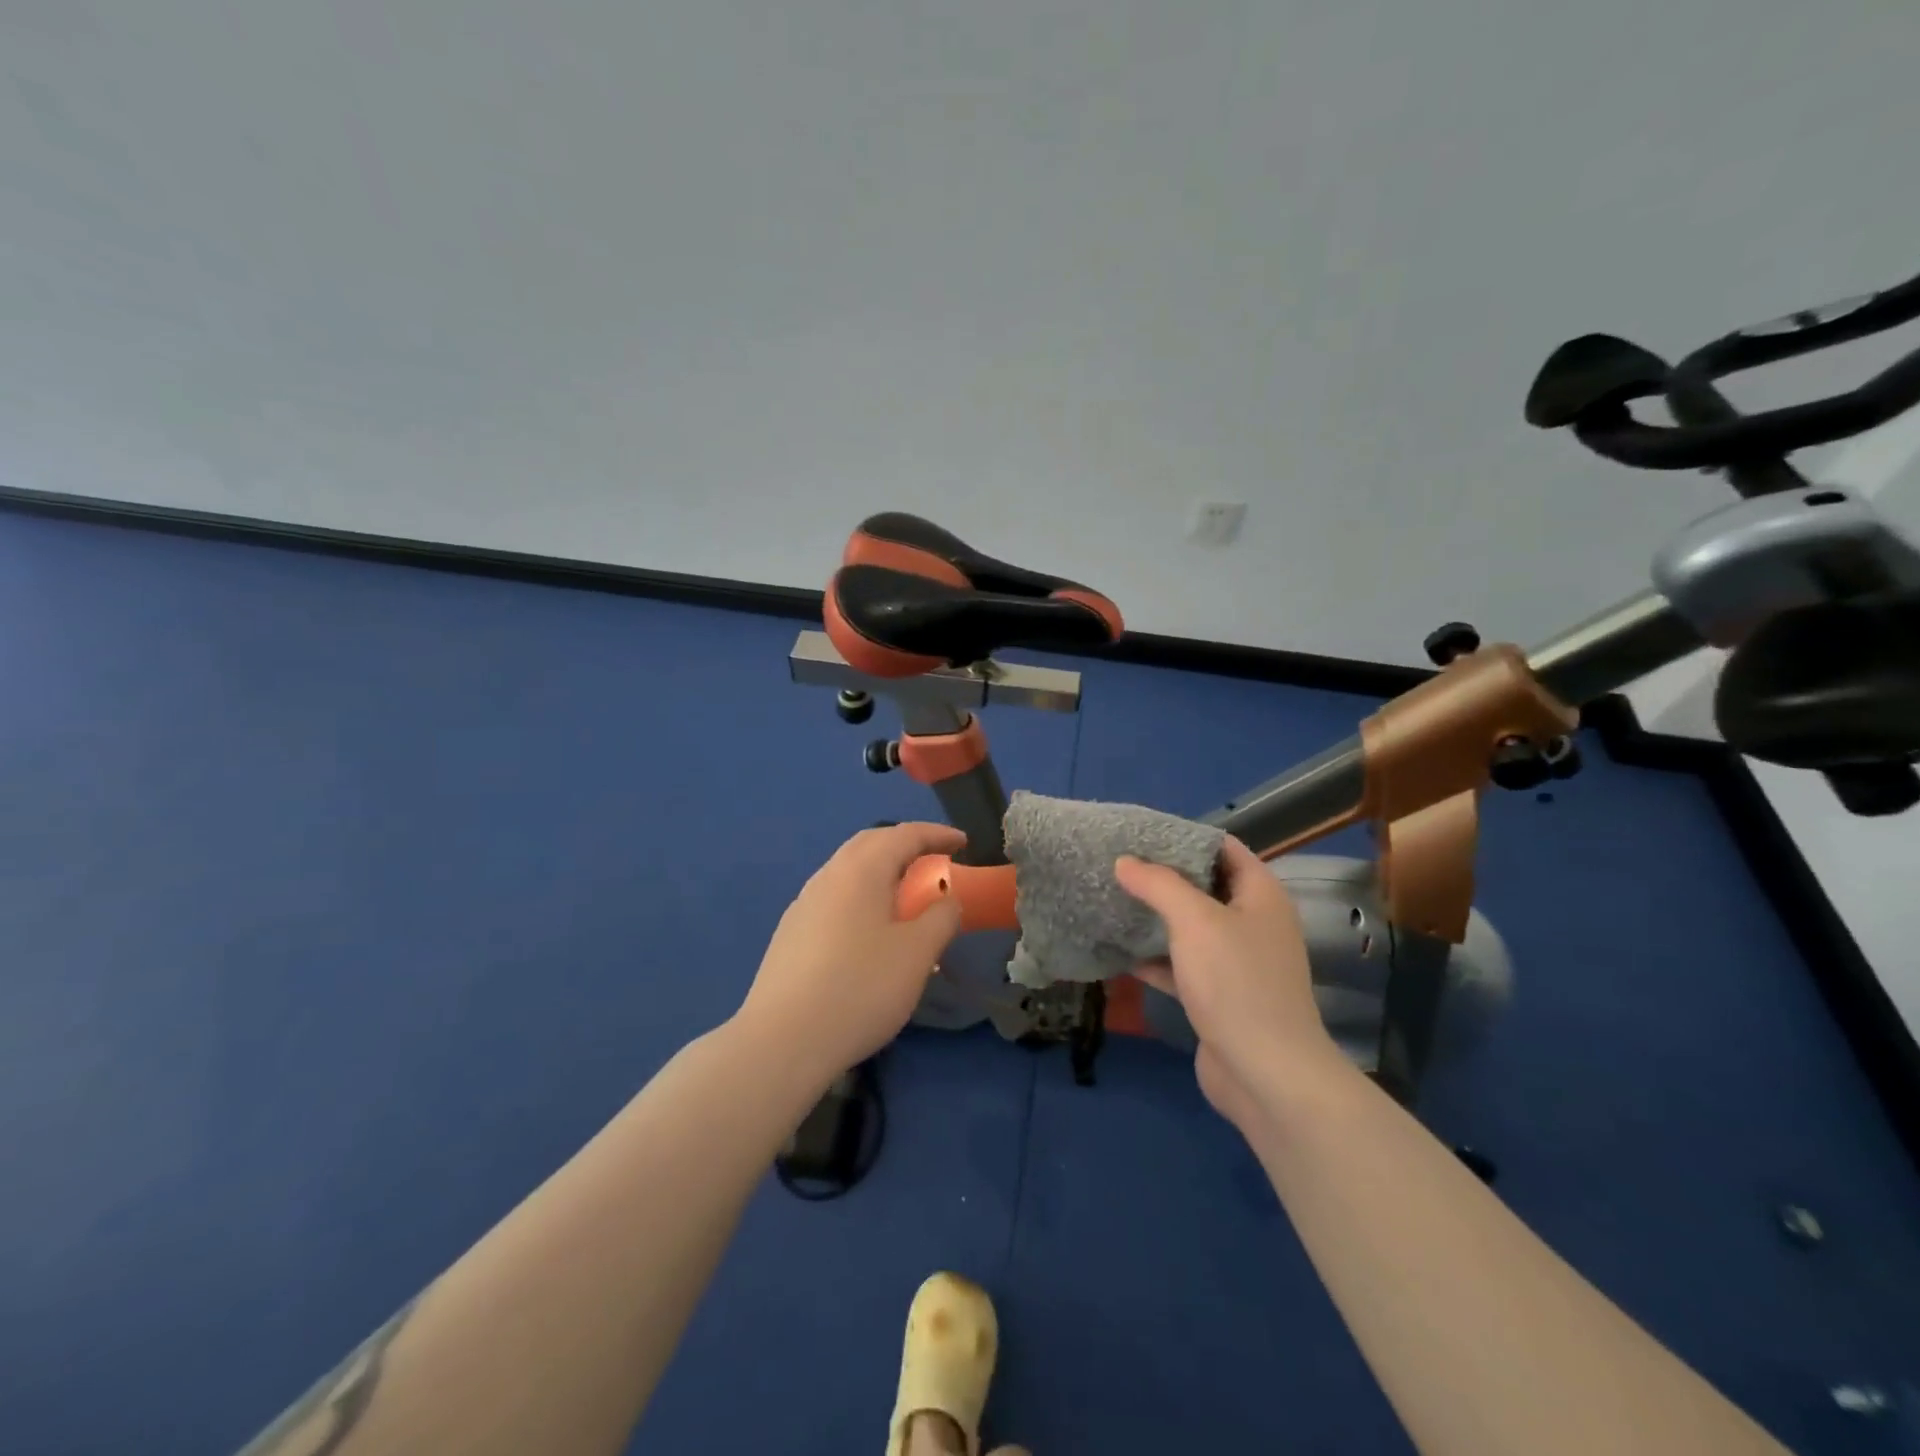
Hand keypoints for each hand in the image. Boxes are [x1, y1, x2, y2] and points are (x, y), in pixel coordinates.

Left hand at [736, 823, 966, 1089]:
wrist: (783, 1041)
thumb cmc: (860, 988)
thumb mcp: (917, 953)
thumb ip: (941, 917)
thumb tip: (947, 899)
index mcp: (860, 870)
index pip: (904, 834)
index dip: (937, 834)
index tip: (964, 843)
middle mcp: (828, 876)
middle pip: (870, 844)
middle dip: (905, 845)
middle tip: (935, 862)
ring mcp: (804, 904)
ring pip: (848, 871)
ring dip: (881, 871)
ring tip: (905, 896)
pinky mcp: (791, 933)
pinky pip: (835, 897)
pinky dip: (862, 896)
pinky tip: (869, 930)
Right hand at [1115, 837, 1342, 1127]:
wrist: (1266, 1073)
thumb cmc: (1235, 982)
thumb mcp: (1194, 920)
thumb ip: (1158, 884)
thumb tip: (1125, 861)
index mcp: (1261, 895)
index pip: (1224, 847)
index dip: (1185, 837)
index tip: (1142, 834)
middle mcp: (1254, 923)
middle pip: (1205, 886)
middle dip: (1164, 877)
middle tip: (1119, 866)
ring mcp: (1239, 962)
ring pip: (1192, 928)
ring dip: (1157, 918)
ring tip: (1113, 901)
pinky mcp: (1221, 996)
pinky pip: (1185, 965)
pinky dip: (1157, 958)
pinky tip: (1121, 954)